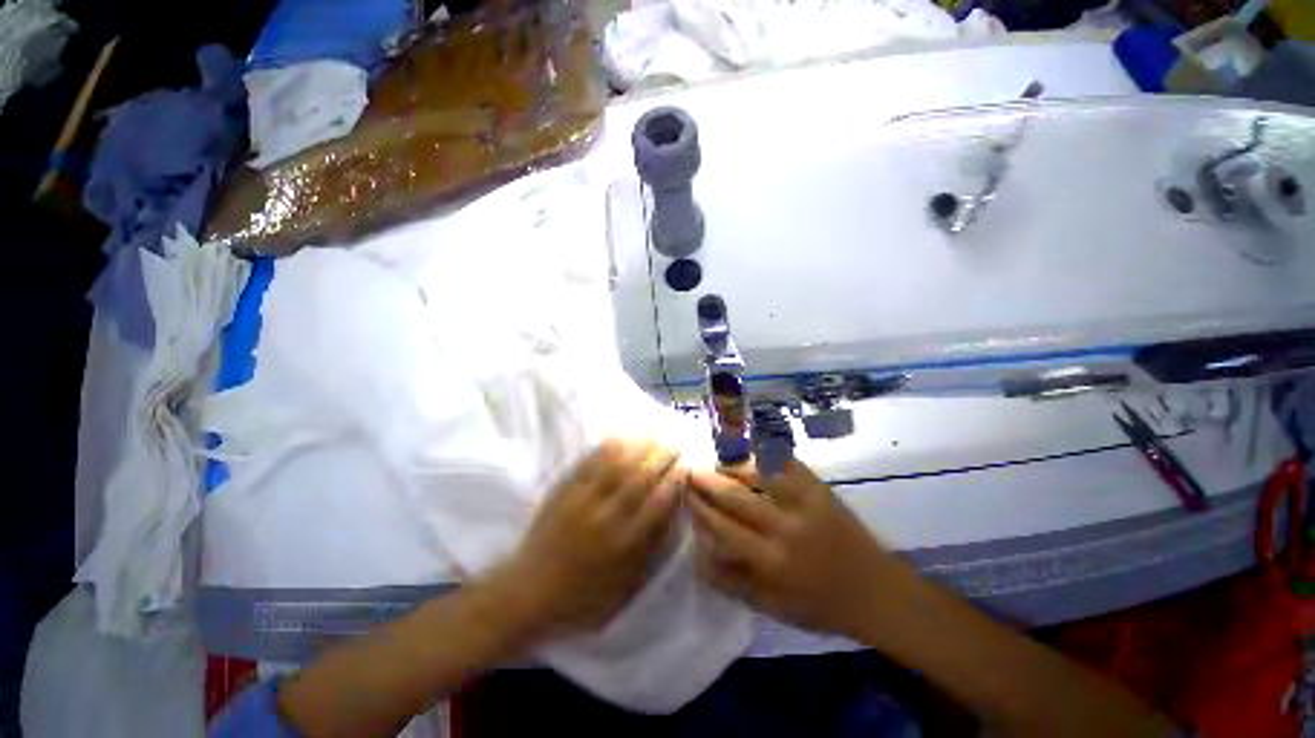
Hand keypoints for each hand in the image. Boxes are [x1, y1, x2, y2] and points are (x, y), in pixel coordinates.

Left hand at [496, 439, 684, 639]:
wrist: (527, 593)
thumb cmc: (581, 598)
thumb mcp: (624, 588)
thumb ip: (650, 552)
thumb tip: (671, 518)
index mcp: (625, 544)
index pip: (657, 504)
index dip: (674, 482)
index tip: (684, 467)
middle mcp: (608, 518)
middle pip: (640, 479)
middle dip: (660, 457)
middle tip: (674, 442)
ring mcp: (584, 501)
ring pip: (616, 466)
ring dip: (637, 446)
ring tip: (652, 433)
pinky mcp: (564, 492)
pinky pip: (588, 464)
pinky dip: (605, 448)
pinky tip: (617, 437)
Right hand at [689, 459, 898, 637]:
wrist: (877, 591)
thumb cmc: (821, 605)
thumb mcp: (774, 608)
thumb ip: (733, 582)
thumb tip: (699, 556)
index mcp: (772, 562)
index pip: (724, 528)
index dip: (701, 508)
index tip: (686, 495)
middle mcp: (786, 528)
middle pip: (736, 497)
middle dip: (708, 481)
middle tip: (691, 470)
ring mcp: (806, 503)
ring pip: (759, 473)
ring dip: (733, 465)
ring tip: (718, 462)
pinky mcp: (821, 489)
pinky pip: (789, 463)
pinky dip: (767, 455)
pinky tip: (752, 454)